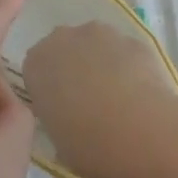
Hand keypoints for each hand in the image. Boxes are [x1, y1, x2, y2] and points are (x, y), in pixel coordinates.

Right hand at [23, 20, 177, 177]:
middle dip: (73, 69)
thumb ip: (55, 117)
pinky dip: (129, 68)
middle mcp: (62, 38)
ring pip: (95, 46)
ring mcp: (99, 33)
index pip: (35, 70)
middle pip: (64, 49)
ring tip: (119, 101)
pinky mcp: (131, 38)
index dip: (48, 91)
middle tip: (88, 104)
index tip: (60, 112)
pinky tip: (141, 97)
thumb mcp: (58, 142)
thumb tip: (67, 116)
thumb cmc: (90, 145)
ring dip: (101, 64)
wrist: (141, 133)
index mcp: (36, 63)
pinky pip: (125, 53)